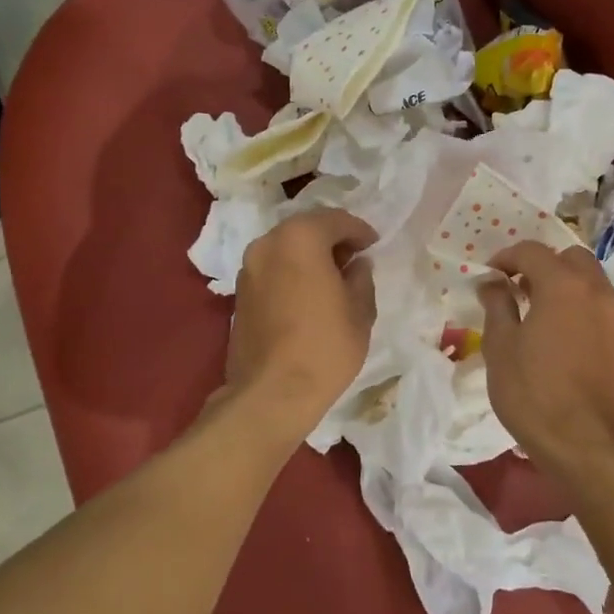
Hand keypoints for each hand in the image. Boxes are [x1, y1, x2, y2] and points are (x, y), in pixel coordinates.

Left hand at [224, 209, 377, 434]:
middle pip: (306, 228)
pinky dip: (291, 271)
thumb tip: (357, 265)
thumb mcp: (359, 310)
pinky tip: (308, 293)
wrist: (272, 393)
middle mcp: (268, 243)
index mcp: (300, 238)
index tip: (374, 245)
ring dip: (309, 254)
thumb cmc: (325, 347)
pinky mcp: (239, 292)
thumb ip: (361, 277)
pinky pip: (272, 268)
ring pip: (286, 247)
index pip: (335, 220)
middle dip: (332, 238)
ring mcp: (248, 268)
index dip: (359, 230)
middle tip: (354, 258)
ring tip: (332, 277)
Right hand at [477, 242, 613, 473]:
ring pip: (593, 284)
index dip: (507, 257)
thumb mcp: (501, 346)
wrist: (586, 445)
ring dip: (567, 287)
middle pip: (572, 258)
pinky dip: (584, 312)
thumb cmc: (533, 392)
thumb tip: (492, 282)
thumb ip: (497, 305)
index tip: (491, 275)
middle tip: (521, 288)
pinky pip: (604, 313)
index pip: (532, 251)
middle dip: (545, 265)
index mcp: (563, 285)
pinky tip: (567, 342)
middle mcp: (597, 292)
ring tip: (543, 315)